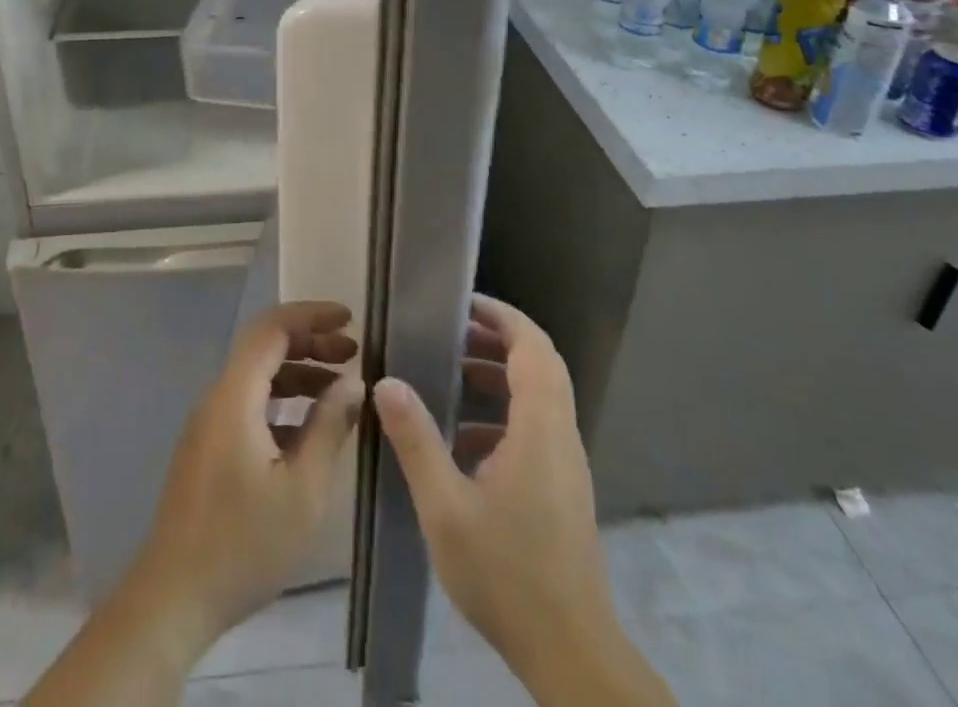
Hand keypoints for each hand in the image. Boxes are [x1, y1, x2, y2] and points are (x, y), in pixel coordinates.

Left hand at [127, 300, 363, 653]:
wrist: (172, 600)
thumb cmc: (243, 545)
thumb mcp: (302, 490)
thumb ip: (329, 427)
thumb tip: (353, 383)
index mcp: (235, 397)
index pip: (272, 328)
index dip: (311, 315)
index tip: (350, 320)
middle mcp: (218, 398)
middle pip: (264, 348)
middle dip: (310, 342)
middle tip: (353, 353)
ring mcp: (209, 424)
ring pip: (258, 378)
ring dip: (299, 374)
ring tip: (340, 390)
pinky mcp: (209, 449)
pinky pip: (249, 405)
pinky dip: (283, 403)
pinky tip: (311, 431)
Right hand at [374, 295, 674, 706]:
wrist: (570, 653)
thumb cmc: (507, 574)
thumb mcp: (446, 507)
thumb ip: (416, 440)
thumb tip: (387, 381)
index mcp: (540, 429)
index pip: (532, 347)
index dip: (502, 317)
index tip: (463, 303)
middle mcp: (560, 436)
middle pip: (541, 364)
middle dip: (499, 338)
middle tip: (453, 330)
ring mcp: (566, 464)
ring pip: (542, 395)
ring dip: (502, 374)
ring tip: (454, 373)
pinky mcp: (563, 488)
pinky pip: (538, 426)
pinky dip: (506, 412)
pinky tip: (466, 439)